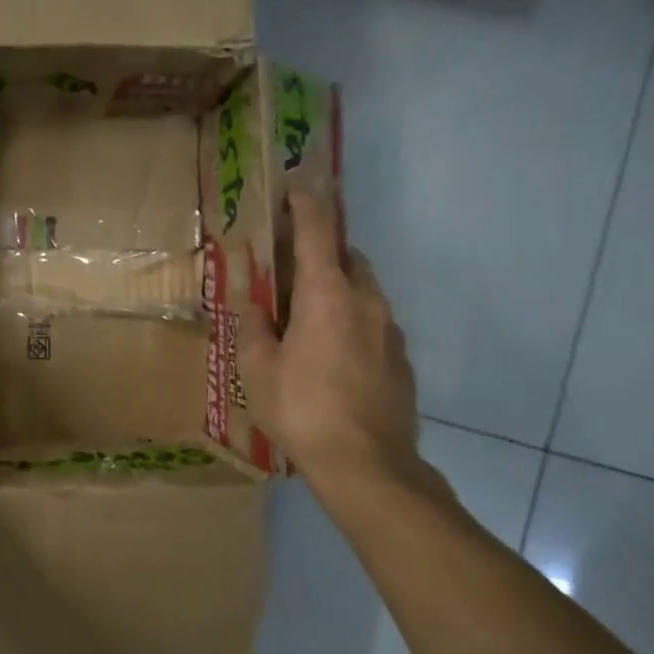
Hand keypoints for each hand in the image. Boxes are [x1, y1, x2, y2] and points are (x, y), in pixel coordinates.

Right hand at [238, 189, 422, 488]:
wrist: (368, 465)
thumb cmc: (303, 410)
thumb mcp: (258, 370)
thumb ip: (252, 328)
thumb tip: (253, 307)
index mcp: (327, 295)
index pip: (318, 231)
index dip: (305, 204)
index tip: (295, 188)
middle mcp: (366, 301)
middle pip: (347, 256)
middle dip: (321, 250)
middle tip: (289, 267)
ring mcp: (390, 329)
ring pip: (364, 289)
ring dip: (337, 286)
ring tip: (307, 315)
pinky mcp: (401, 358)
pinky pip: (373, 322)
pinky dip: (352, 319)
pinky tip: (332, 353)